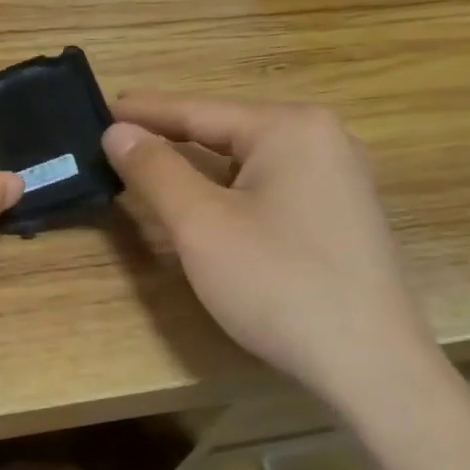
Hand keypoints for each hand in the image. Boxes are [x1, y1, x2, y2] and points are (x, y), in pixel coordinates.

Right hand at [101, 95, 442, 412]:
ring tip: (152, 160)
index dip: (145, 111)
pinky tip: (208, 198)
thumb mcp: (200, 224)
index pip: (199, 110)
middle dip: (170, 133)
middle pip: (226, 129)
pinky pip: (270, 183)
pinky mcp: (340, 213)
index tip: (100, 105)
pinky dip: (228, 186)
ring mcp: (339, 177)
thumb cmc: (277, 283)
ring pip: (248, 159)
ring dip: (198, 162)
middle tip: (117, 135)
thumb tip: (117, 130)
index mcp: (290, 128)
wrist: (368, 363)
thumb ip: (155, 170)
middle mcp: (323, 139)